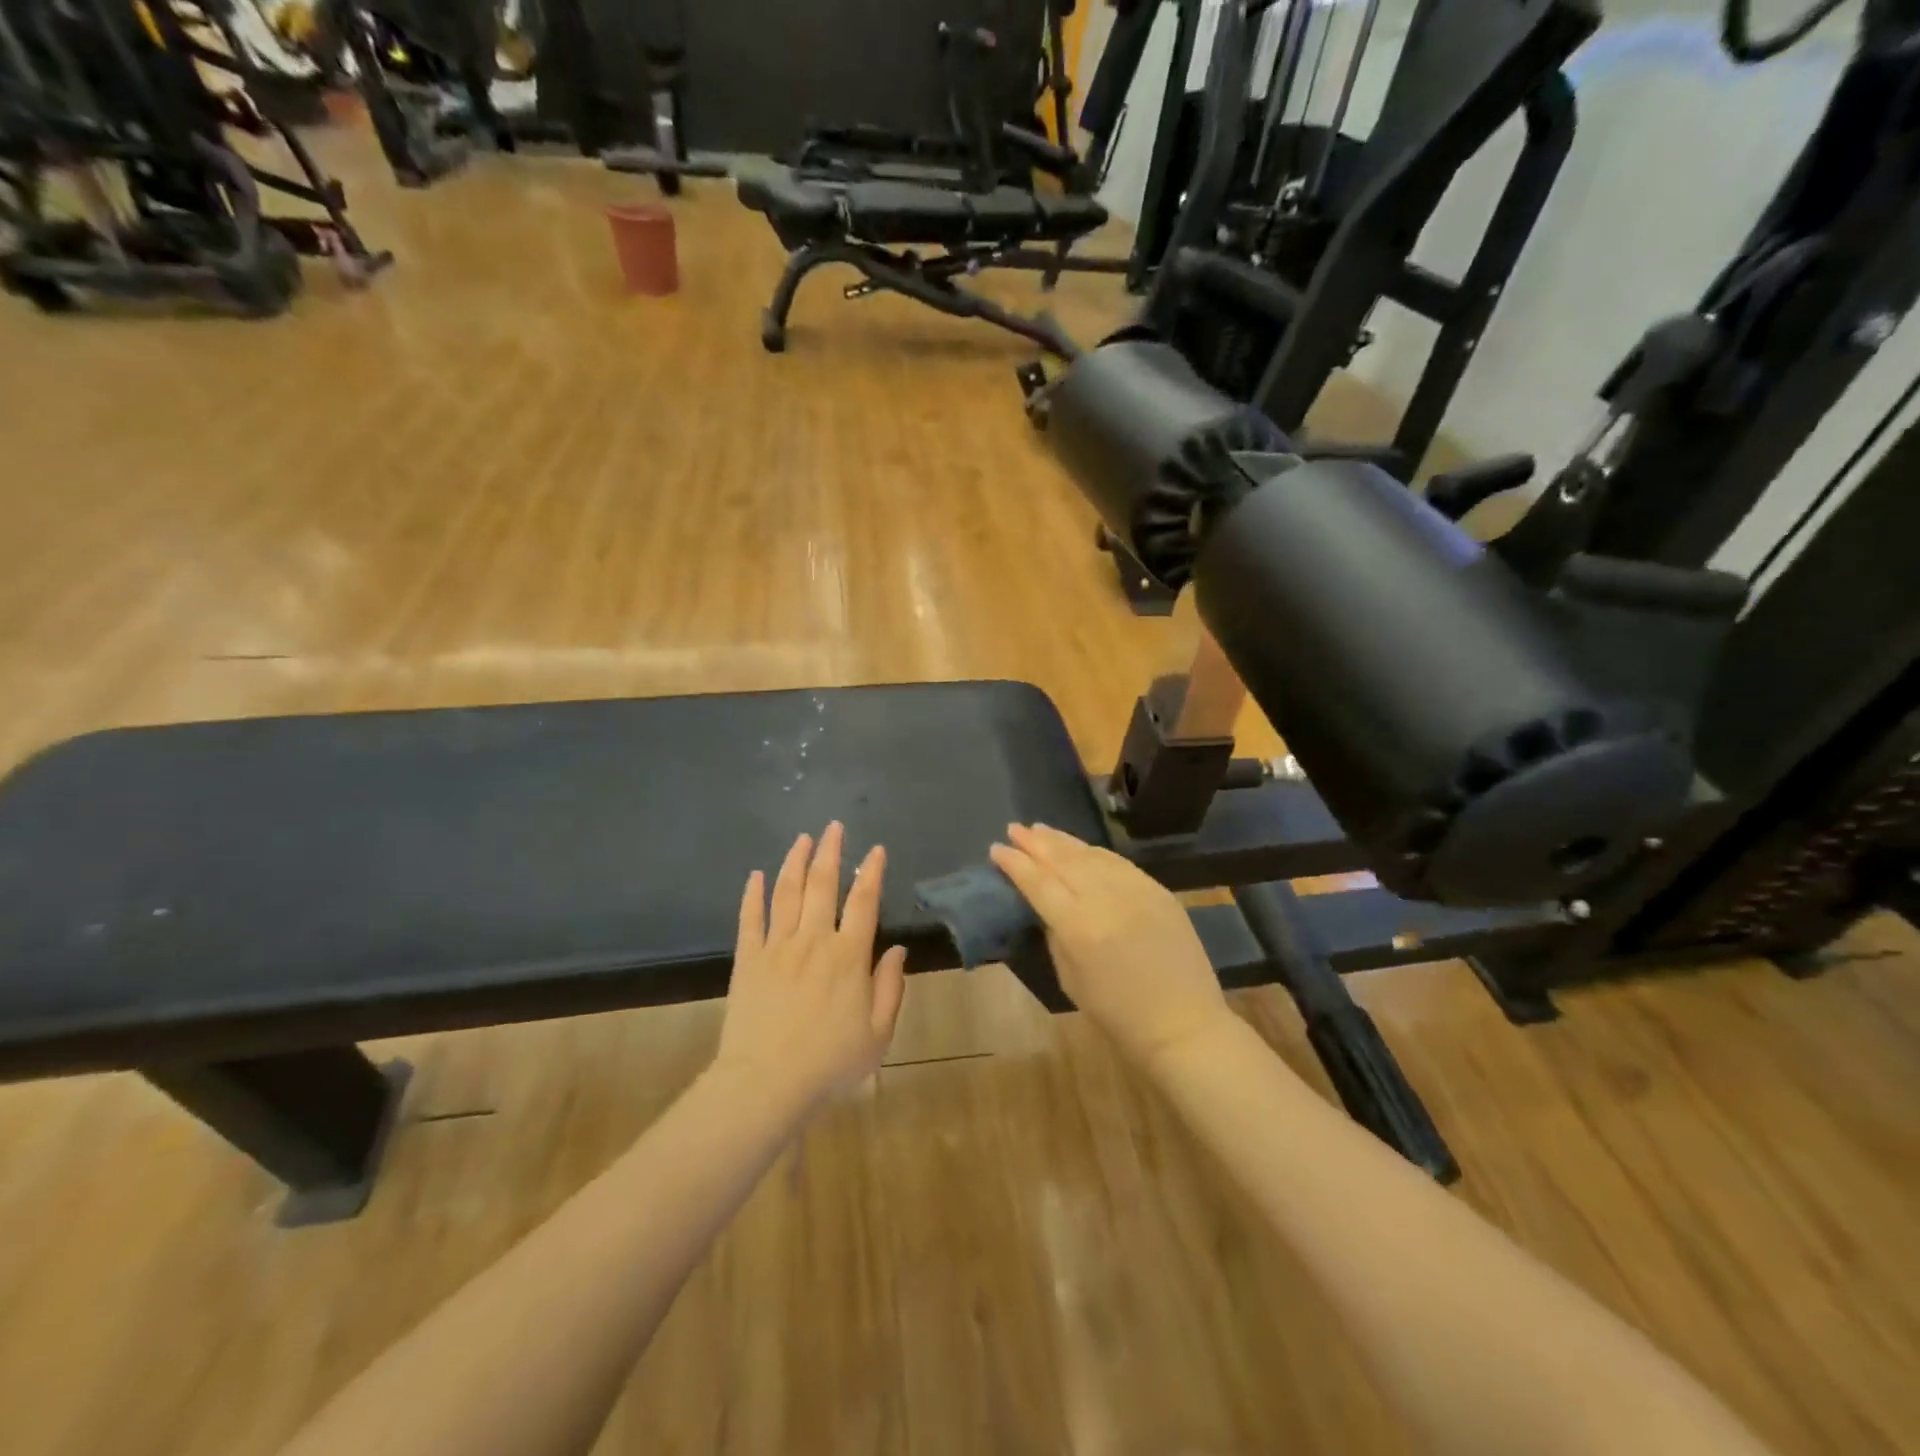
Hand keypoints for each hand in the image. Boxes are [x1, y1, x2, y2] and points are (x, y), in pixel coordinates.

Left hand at [714, 823, 907, 1117]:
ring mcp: (777, 947)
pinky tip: (757, 875)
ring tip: (802, 838)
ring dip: (795, 862)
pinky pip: (750, 919)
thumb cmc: (829, 1064)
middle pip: (822, 885)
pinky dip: (753, 894)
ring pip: (787, 893)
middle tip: (833, 826)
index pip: (863, 902)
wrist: (766, 1084)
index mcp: (848, 956)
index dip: (871, 873)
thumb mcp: (878, 1034)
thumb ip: (890, 988)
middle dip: (830, 852)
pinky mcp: (748, 960)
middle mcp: (813, 941)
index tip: (875, 850)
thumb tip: (898, 950)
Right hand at [990, 823, 1229, 1071]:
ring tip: (1040, 829)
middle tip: (1014, 829)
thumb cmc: (1118, 1014)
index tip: (996, 848)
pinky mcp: (1158, 890)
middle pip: (1063, 860)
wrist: (1184, 1024)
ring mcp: (1136, 890)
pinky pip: (1118, 862)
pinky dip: (1094, 851)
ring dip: (1062, 840)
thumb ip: (1056, 935)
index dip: (1015, 864)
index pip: (1039, 883)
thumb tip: (1047, 907)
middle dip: (1035, 843)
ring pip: (1091, 854)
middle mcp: (1106, 899)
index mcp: (1079, 927)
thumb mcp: (1071, 979)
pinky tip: (1081, 847)